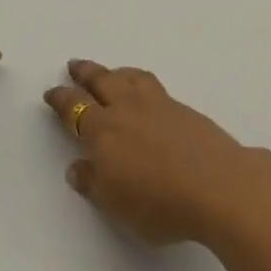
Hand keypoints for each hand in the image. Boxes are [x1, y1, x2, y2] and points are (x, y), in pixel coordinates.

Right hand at [44, 60, 270, 245]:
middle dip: (86, 73)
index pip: (76, 109)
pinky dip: (139, 80)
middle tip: (74, 65)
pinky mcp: (183, 108)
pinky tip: (143, 91)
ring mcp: (158, 105)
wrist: (218, 185)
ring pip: (130, 78)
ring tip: (110, 72)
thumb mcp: (116, 205)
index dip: (62, 100)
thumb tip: (77, 166)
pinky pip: (151, 85)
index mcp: (104, 132)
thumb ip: (93, 184)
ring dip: (115, 72)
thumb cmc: (159, 203)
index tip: (52, 92)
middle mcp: (128, 110)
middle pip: (102, 82)